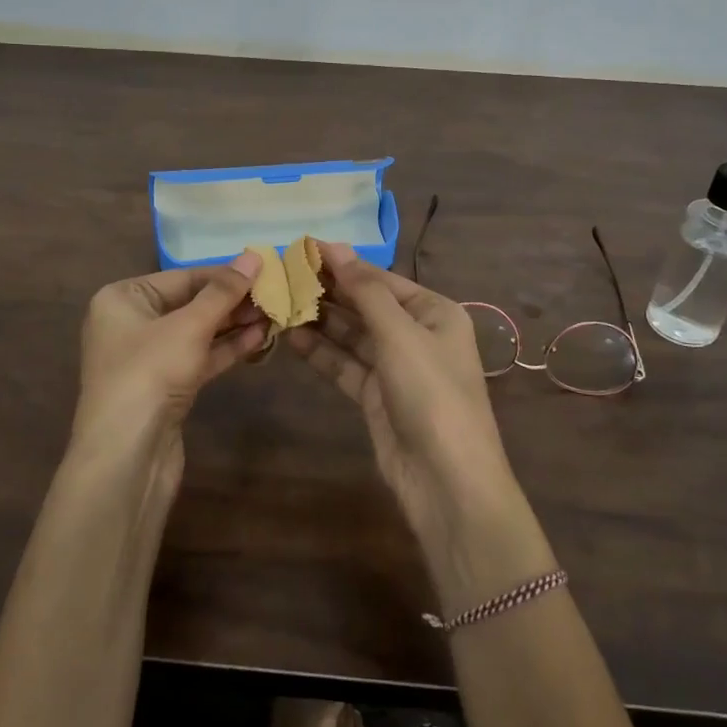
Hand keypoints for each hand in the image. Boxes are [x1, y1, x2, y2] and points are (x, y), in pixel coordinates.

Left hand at [70, 252, 268, 482]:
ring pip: (198, 332)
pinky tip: (259, 339)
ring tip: (274, 315)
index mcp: (123, 298)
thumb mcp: (189, 325)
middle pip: (191, 303)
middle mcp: (131, 323)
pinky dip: (226, 349)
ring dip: (234, 325)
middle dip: (232, 301)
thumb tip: (254, 257)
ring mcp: (148, 358)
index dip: (225, 275)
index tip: (265, 271)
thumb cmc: (149, 372)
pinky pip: (199, 358)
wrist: (126, 455)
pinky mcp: (165, 387)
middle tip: (275, 295)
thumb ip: (223, 292)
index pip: (183, 277)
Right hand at [286, 243, 519, 542]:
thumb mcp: (400, 334)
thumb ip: (365, 291)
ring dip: (320, 321)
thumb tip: (335, 247)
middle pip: (365, 305)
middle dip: (328, 292)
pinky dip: (321, 352)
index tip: (302, 249)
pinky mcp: (376, 396)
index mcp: (434, 312)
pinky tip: (292, 336)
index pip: (381, 279)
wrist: (446, 479)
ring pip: (351, 336)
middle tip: (283, 276)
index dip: (344, 264)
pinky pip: (345, 365)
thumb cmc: (431, 393)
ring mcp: (395, 368)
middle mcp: (416, 335)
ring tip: (280, 303)